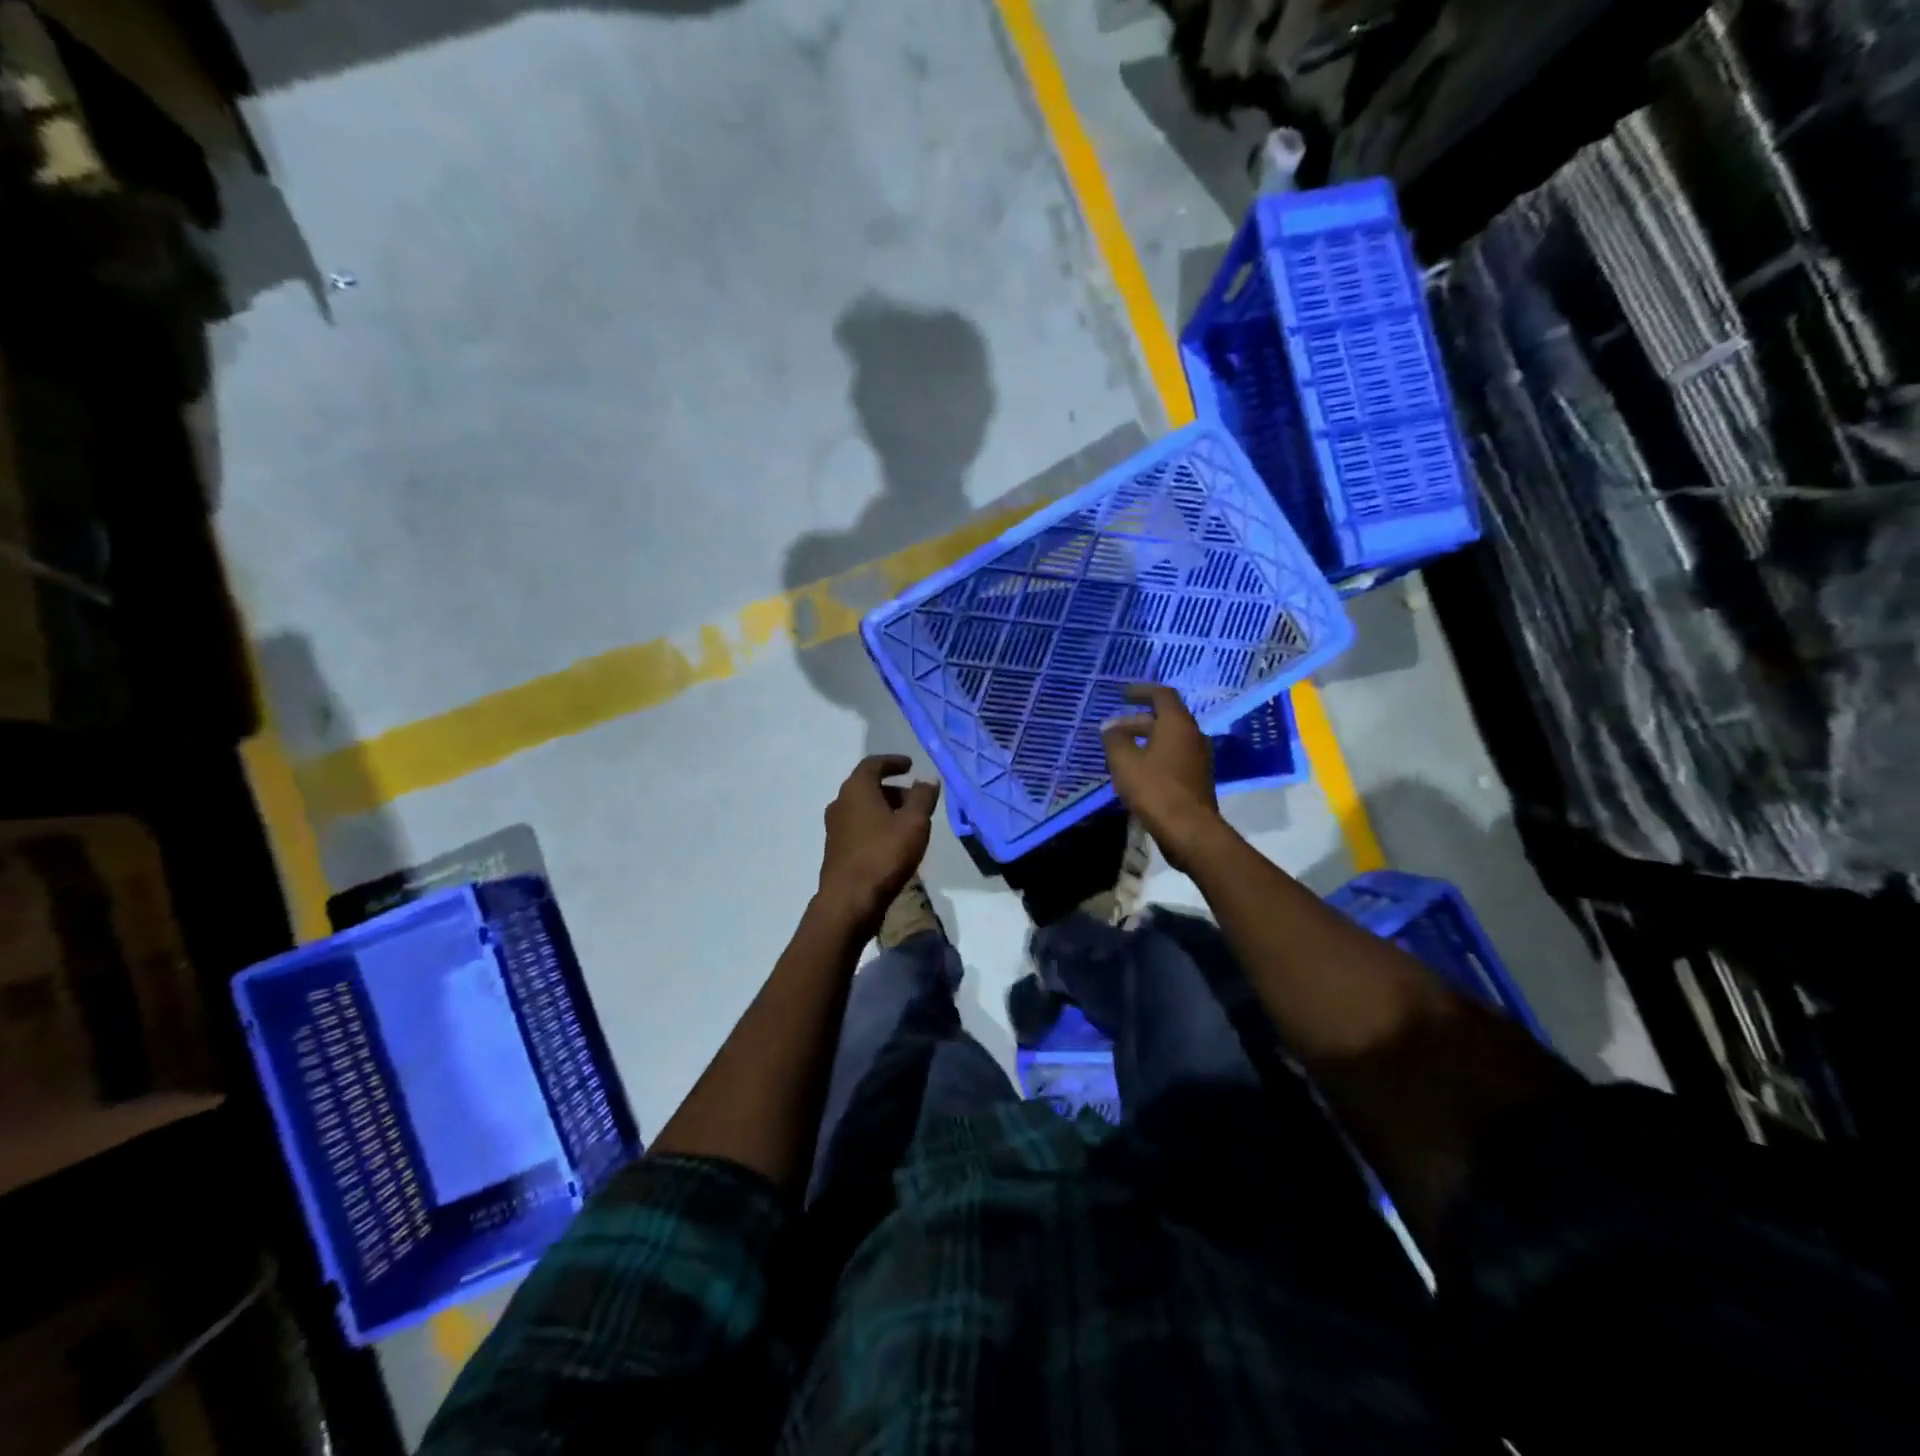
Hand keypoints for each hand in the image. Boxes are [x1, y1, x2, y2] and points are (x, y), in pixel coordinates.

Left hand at [818, 755, 939, 931]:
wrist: (849, 901)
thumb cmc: (884, 855)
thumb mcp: (914, 823)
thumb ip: (923, 797)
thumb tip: (927, 779)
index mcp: (856, 789)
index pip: (873, 764)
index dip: (893, 762)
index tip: (910, 765)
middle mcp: (840, 803)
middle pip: (867, 786)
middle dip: (893, 789)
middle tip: (916, 799)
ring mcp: (834, 828)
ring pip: (863, 808)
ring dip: (885, 809)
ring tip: (909, 823)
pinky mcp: (836, 849)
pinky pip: (859, 827)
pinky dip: (876, 826)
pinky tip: (893, 843)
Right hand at [1101, 685, 1221, 868]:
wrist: (1190, 831)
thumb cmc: (1155, 790)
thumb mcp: (1125, 762)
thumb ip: (1115, 740)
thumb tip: (1109, 727)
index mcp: (1177, 724)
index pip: (1162, 695)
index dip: (1141, 691)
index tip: (1123, 694)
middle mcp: (1192, 736)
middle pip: (1165, 718)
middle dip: (1137, 721)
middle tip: (1114, 730)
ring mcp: (1198, 758)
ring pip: (1169, 739)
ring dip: (1145, 740)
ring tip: (1121, 751)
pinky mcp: (1196, 778)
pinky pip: (1173, 757)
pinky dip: (1154, 755)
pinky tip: (1136, 771)